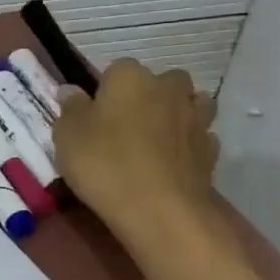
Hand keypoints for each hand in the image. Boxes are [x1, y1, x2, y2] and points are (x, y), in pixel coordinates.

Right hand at [54, 58, 220, 244]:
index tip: (94, 112)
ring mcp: (195, 119)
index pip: (116, 69)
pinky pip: (200, 136)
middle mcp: (167, 89)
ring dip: (177, 113)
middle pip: (162, 81)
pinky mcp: (212, 151)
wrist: (160, 211)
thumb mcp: (67, 135)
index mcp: (129, 78)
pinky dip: (189, 143)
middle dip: (149, 94)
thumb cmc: (104, 164)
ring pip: (190, 103)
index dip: (105, 89)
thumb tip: (71, 90)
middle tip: (126, 122)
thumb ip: (71, 108)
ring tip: (155, 136)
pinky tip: (173, 160)